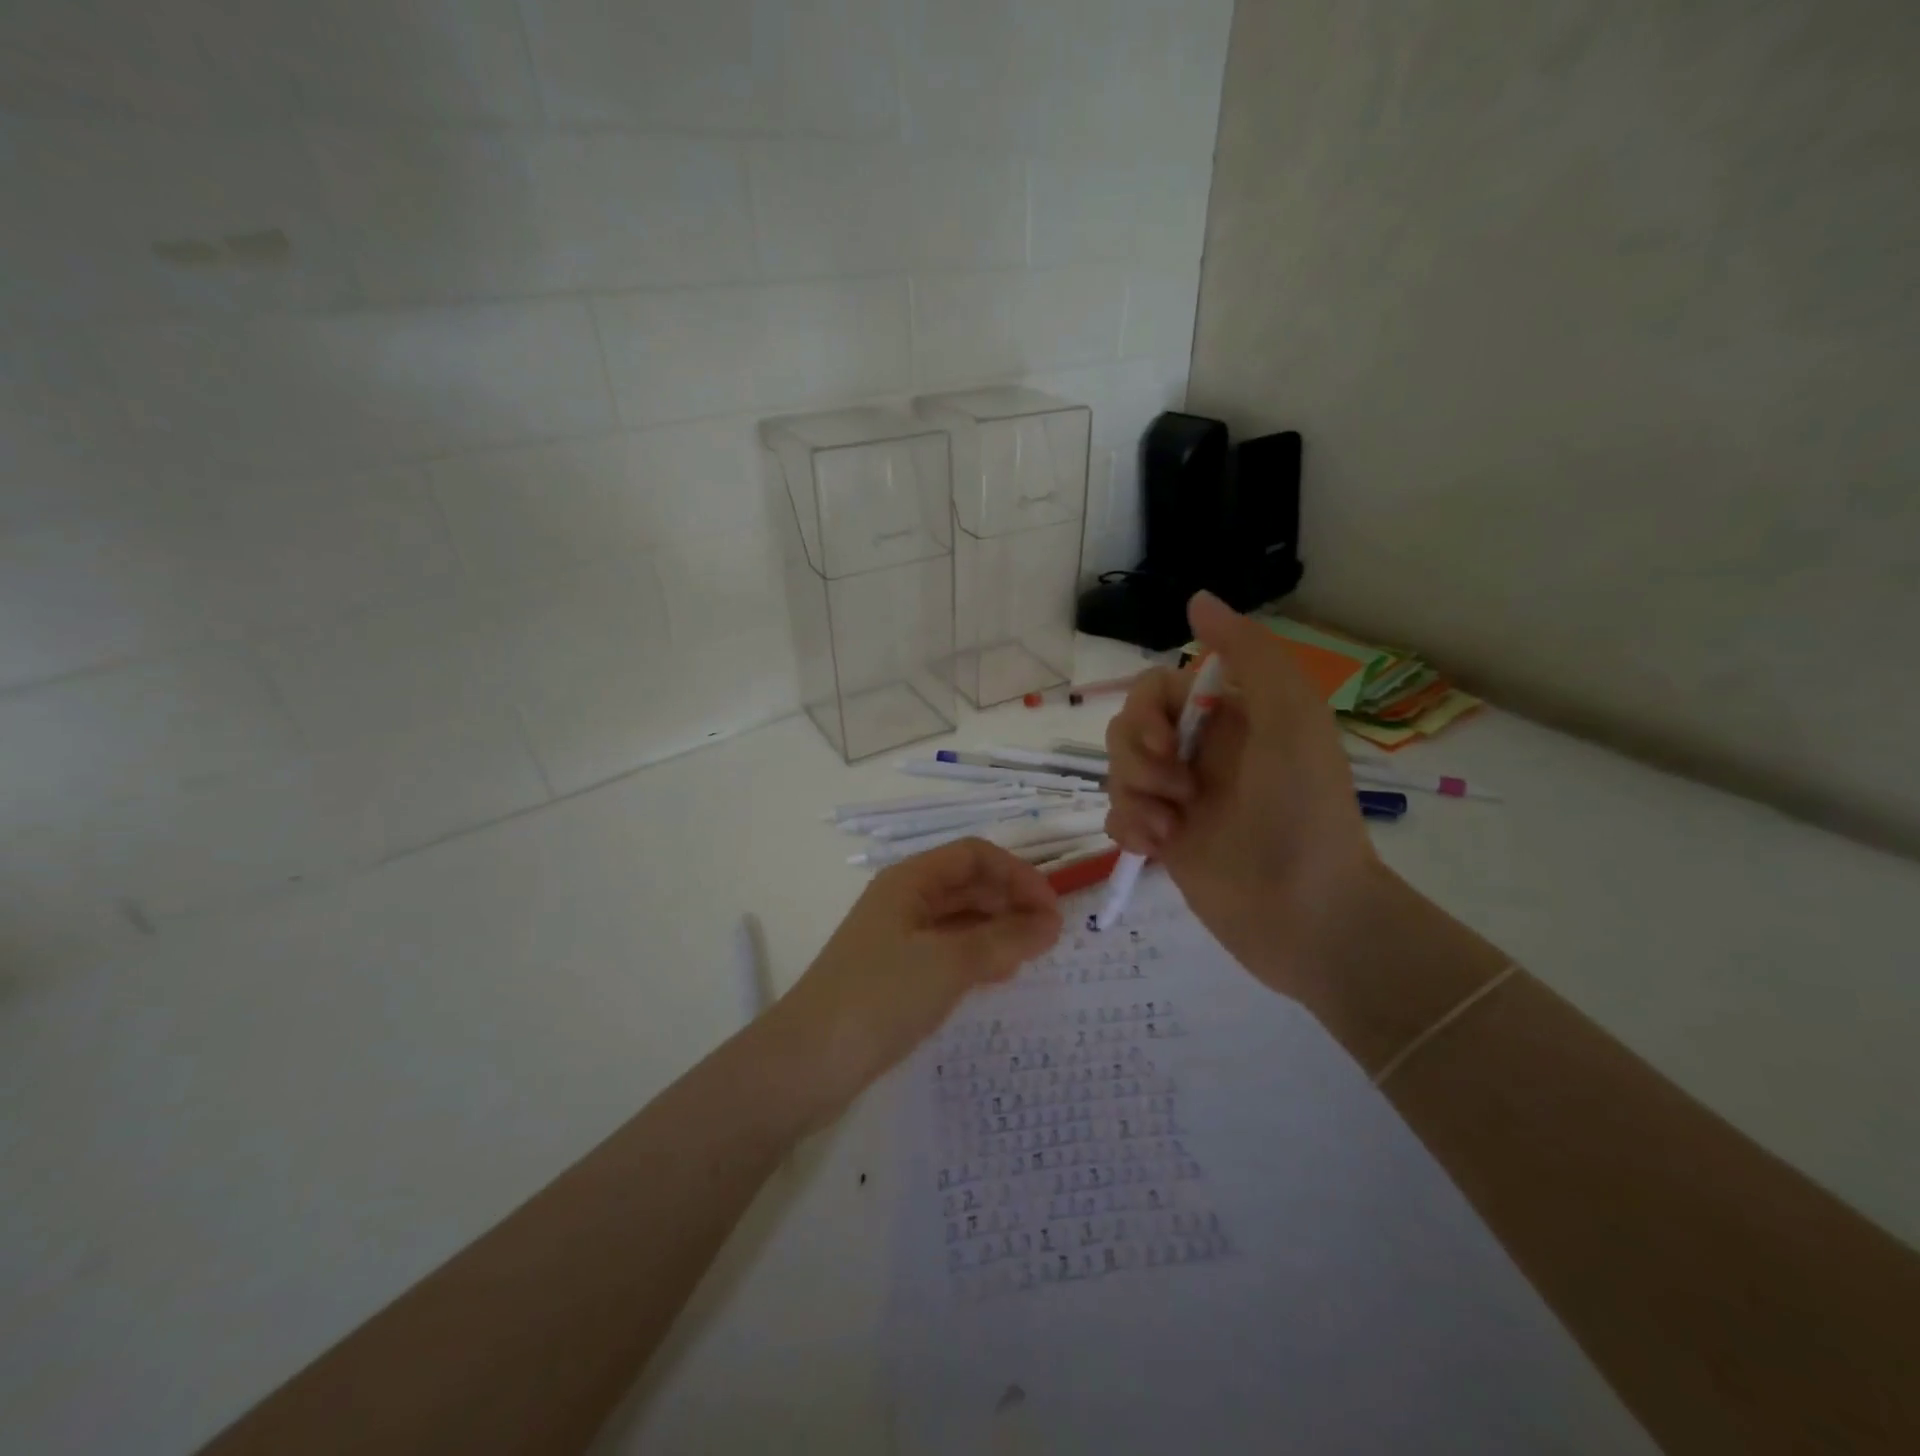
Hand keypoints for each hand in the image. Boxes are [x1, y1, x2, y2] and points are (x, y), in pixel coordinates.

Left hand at [771, 838, 1061, 1116]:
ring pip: (959, 919)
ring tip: (1031, 957)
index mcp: (909, 880)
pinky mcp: (895, 974)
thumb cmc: (879, 997)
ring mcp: (897, 938)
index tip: (1051, 909)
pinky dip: (977, 956)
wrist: (807, 1063)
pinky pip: (947, 951)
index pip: (975, 855)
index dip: (1017, 874)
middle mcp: (903, 900)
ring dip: (997, 930)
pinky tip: (998, 977)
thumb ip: (1004, 940)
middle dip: (1011, 902)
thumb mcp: (948, 964)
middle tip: (1050, 938)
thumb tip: (1051, 924)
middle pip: (968, 884)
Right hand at [1104, 591, 1382, 1001]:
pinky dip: (1127, 828)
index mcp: (1228, 718)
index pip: (1156, 690)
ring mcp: (1179, 799)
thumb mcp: (1291, 717)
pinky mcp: (1164, 841)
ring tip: (1170, 829)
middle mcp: (1199, 752)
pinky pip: (1117, 817)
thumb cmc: (1303, 811)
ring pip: (1118, 773)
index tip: (1168, 745)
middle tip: (1178, 791)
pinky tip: (1157, 849)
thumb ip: (1248, 653)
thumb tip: (1196, 599)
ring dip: (1133, 796)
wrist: (1309, 915)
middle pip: (1127, 730)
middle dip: (1138, 759)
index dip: (1147, 713)